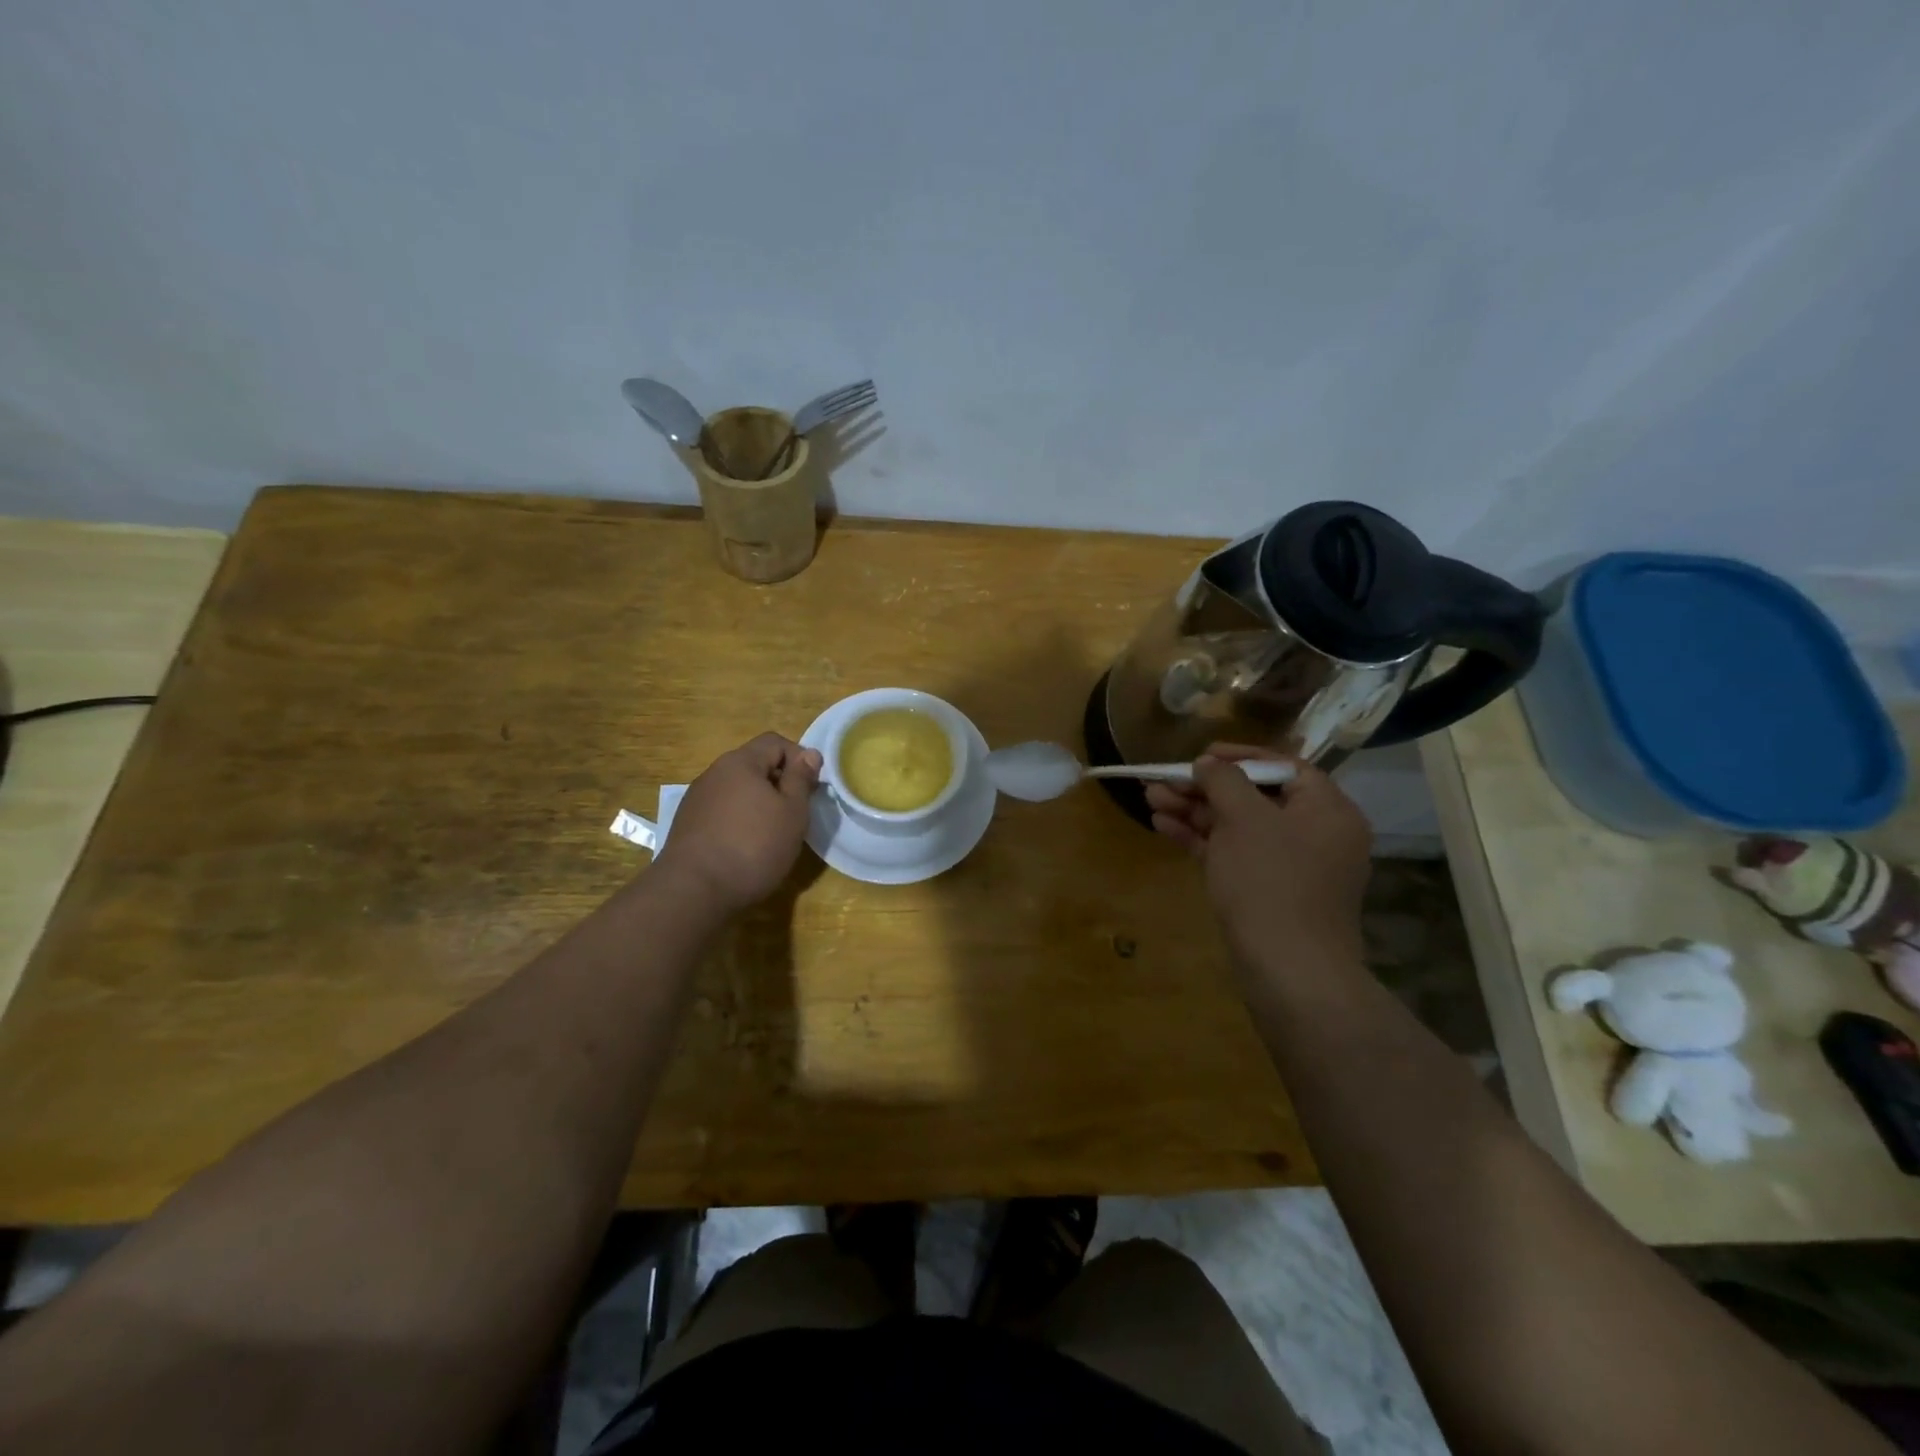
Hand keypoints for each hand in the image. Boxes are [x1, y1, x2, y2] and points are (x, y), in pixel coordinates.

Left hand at [654, 733, 821, 915]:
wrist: (694, 890)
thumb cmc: (753, 846)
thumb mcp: (792, 812)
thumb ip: (801, 779)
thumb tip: (809, 754)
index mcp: (740, 762)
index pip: (775, 742)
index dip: (799, 758)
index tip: (811, 788)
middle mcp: (714, 773)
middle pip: (754, 765)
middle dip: (779, 783)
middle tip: (796, 813)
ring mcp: (696, 799)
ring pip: (737, 790)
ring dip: (759, 803)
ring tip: (772, 833)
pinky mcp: (687, 825)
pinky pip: (722, 811)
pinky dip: (739, 821)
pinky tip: (746, 848)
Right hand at [1146, 744, 1372, 971]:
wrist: (1288, 971)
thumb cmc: (1271, 881)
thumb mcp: (1244, 819)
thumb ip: (1224, 781)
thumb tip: (1209, 764)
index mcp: (1328, 810)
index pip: (1283, 767)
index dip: (1239, 756)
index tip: (1200, 755)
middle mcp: (1316, 835)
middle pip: (1254, 797)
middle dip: (1204, 788)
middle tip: (1162, 781)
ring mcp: (1292, 868)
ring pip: (1238, 827)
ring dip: (1195, 812)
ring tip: (1151, 799)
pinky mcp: (1269, 894)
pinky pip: (1235, 854)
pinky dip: (1203, 840)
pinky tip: (1164, 827)